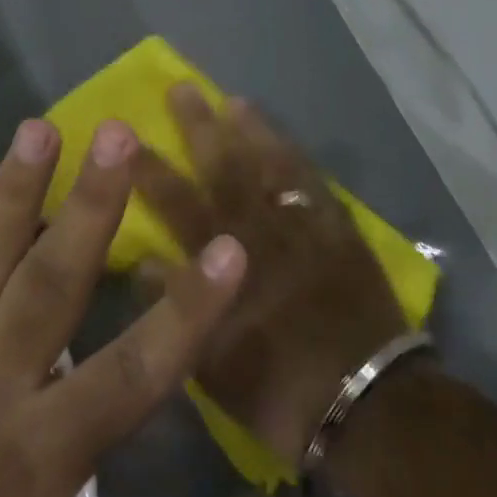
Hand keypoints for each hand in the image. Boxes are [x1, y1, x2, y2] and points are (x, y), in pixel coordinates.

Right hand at [133, 86, 405, 468]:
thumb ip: (175, 306)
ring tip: (233, 100)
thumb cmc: (280, 390)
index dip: (148, 169)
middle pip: (225, 168)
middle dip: (200, 126)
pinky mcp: (340, 232)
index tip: (126, 137)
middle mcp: (262, 233)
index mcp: (225, 263)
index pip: (176, 203)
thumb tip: (141, 262)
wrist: (371, 407)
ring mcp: (304, 227)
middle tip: (182, 88)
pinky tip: (285, 142)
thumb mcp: (211, 362)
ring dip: (252, 131)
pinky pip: (316, 184)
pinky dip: (298, 159)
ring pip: (273, 165)